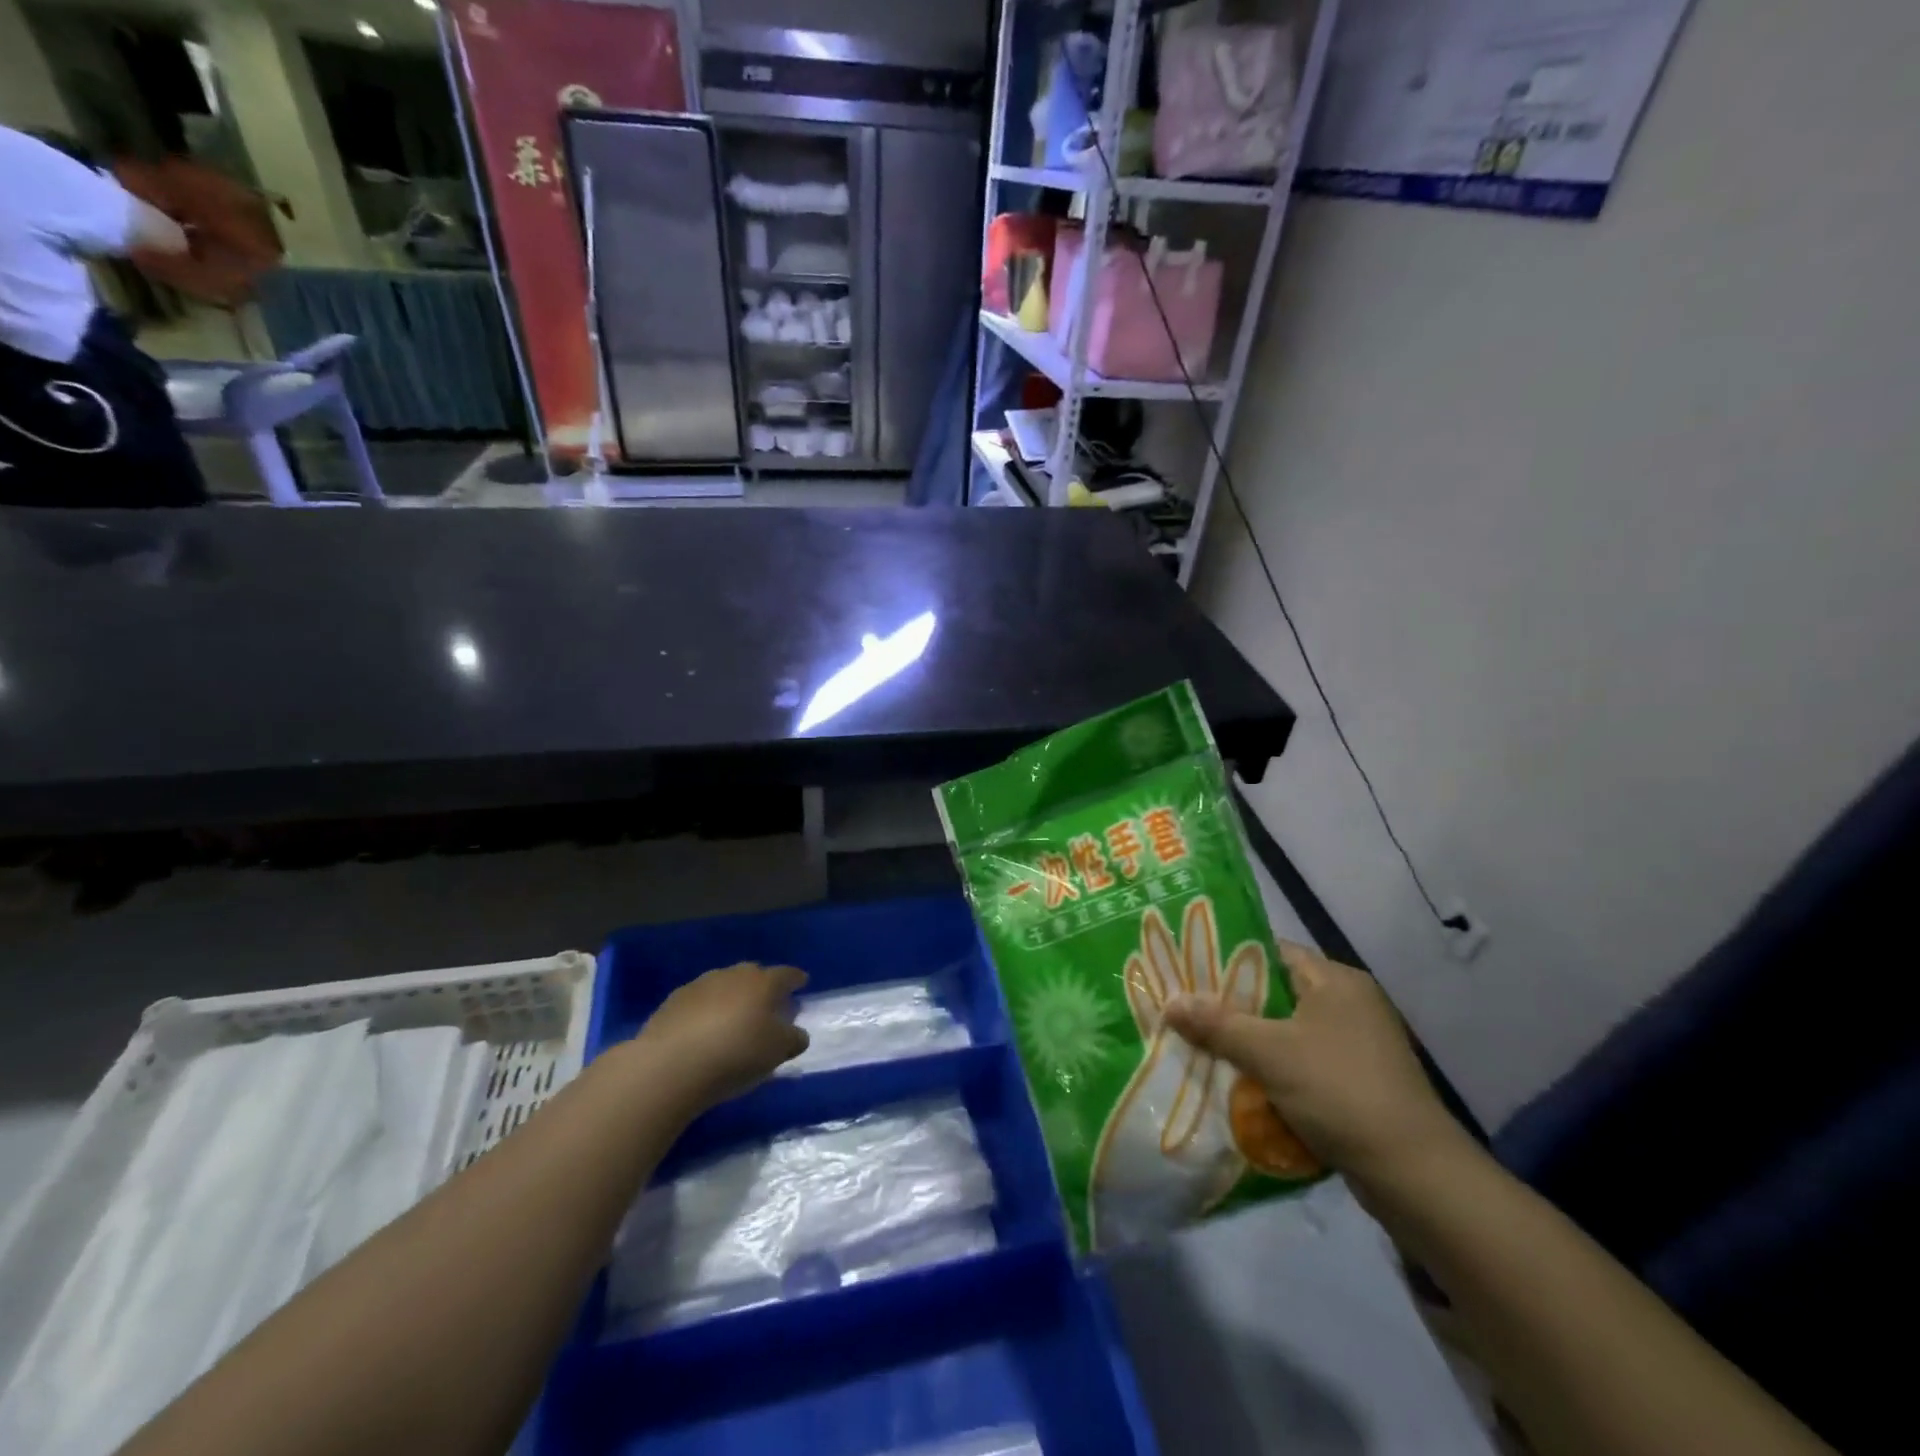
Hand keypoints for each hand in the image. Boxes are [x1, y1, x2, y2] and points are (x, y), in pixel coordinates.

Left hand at [633, 962, 809, 1110]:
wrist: (671, 1065)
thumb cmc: (736, 1054)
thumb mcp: (777, 1052)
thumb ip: (793, 1039)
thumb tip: (796, 1033)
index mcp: (763, 982)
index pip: (786, 974)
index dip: (796, 979)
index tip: (801, 983)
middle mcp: (733, 975)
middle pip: (753, 975)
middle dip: (762, 986)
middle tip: (766, 1005)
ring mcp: (700, 985)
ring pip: (723, 985)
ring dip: (731, 998)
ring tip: (732, 1020)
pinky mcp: (672, 1002)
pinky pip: (698, 1001)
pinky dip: (705, 1011)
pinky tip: (702, 1031)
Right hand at [1161, 942, 1461, 1186]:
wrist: (1415, 1175)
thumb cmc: (1340, 1092)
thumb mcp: (1270, 1053)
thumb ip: (1217, 1024)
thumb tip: (1170, 1002)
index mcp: (1335, 980)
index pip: (1270, 952)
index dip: (1226, 958)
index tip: (1186, 970)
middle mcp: (1349, 1004)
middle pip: (1275, 993)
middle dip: (1231, 1006)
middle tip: (1186, 1012)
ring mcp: (1357, 1045)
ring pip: (1287, 1032)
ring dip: (1250, 1043)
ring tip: (1202, 1047)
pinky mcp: (1358, 1081)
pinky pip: (1302, 1063)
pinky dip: (1273, 1071)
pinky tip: (1240, 1084)